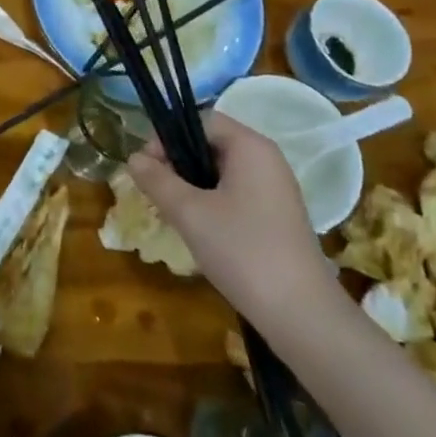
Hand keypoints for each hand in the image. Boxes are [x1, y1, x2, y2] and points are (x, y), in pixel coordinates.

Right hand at [125, 110, 338, 323]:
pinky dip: (212, 203)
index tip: (149, 167)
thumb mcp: (189, 212)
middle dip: (178, 163)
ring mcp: (276, 190)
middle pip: (210, 144)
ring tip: (174, 213)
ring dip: (192, 186)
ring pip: (221, 172)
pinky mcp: (277, 216)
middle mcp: (267, 160)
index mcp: (250, 147)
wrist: (302, 316)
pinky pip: (236, 194)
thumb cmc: (242, 251)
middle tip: (156, 192)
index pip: (200, 120)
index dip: (169, 137)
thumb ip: (156, 180)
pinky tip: (199, 230)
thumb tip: (133, 158)